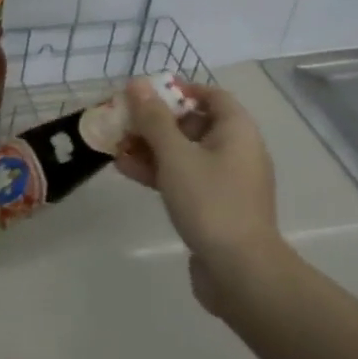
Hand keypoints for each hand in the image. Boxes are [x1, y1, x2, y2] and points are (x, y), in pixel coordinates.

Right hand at [113, 79, 286, 312]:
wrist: (241, 273)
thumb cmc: (210, 201)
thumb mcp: (175, 155)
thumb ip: (154, 118)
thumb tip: (138, 84)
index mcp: (237, 132)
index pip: (212, 95)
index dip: (180, 89)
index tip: (148, 92)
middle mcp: (236, 151)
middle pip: (193, 123)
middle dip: (156, 120)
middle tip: (124, 119)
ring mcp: (226, 181)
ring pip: (184, 152)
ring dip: (151, 146)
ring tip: (116, 145)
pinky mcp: (215, 206)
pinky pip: (184, 177)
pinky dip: (158, 170)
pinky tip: (126, 170)